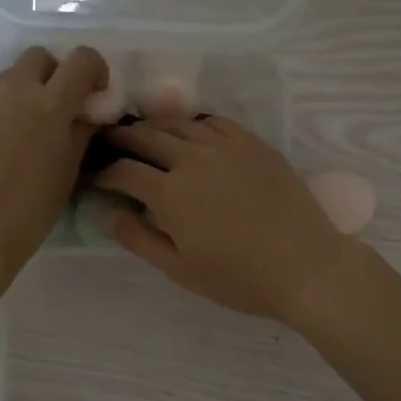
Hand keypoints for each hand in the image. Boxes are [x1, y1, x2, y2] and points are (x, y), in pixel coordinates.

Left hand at [0, 46, 108, 280]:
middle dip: (51, 76)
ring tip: (11, 139)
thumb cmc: (30, 210)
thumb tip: (88, 111)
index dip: (94, 70)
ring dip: (16, 98)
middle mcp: (13, 88)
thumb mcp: (69, 171)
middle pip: (38, 58)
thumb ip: (82, 131)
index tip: (92, 93)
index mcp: (51, 104)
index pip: (82, 59)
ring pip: (4, 81)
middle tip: (51, 111)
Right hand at [94, 116, 355, 321]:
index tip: (96, 177)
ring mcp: (226, 146)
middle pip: (146, 137)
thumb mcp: (180, 269)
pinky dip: (193, 123)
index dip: (104, 173)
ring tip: (143, 132)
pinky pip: (215, 121)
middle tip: (109, 141)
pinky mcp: (253, 144)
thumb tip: (109, 214)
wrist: (305, 266)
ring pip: (179, 124)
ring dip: (154, 126)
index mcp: (169, 193)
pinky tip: (190, 131)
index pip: (124, 171)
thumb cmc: (239, 278)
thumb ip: (139, 239)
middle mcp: (192, 159)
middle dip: (122, 138)